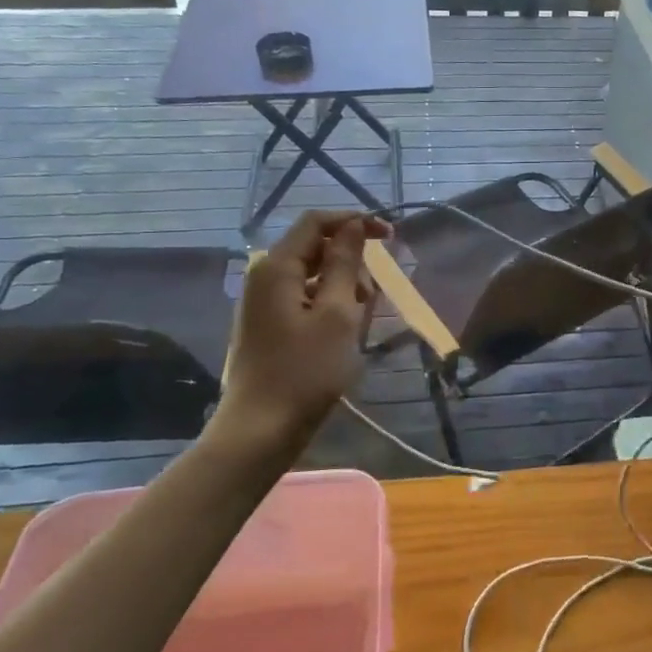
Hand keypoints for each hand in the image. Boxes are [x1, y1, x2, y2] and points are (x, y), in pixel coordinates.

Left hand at [212, 210, 391, 442]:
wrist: (260, 430)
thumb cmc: (305, 371)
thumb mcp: (336, 314)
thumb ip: (345, 264)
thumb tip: (352, 225)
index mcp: (277, 267)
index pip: (316, 222)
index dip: (354, 221)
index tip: (390, 235)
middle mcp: (265, 277)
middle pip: (315, 248)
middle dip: (351, 264)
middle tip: (373, 298)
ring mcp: (264, 303)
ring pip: (313, 277)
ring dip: (343, 289)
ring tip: (359, 323)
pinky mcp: (268, 326)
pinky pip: (305, 300)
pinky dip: (329, 307)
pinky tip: (343, 335)